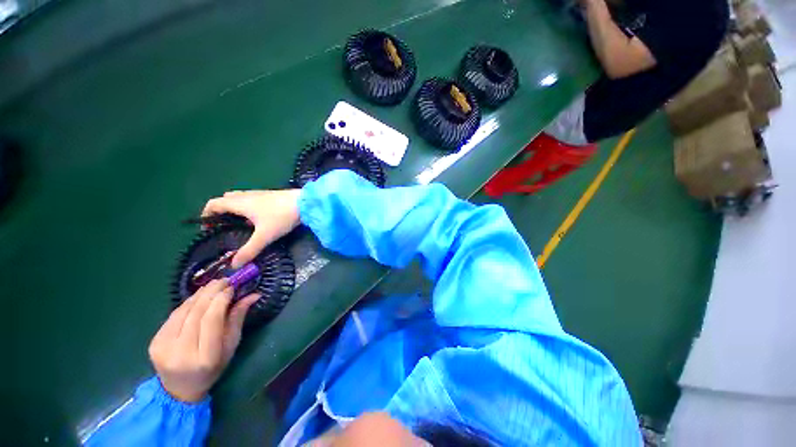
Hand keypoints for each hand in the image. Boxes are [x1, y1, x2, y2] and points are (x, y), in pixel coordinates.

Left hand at [148, 279, 258, 401]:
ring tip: (213, 285)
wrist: (179, 389)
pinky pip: (174, 315)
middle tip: (224, 280)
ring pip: (183, 311)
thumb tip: (253, 295)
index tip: (232, 287)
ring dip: (199, 295)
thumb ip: (238, 319)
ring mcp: (163, 347)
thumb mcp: (231, 346)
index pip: (211, 320)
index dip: (221, 299)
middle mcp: (181, 352)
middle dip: (211, 292)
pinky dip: (188, 303)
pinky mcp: (154, 342)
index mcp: (205, 357)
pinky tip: (198, 297)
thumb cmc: (213, 368)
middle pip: (196, 313)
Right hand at [202, 189, 301, 267]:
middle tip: (224, 228)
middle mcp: (247, 195)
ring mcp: (260, 193)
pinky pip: (252, 199)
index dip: (206, 214)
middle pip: (226, 200)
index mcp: (240, 203)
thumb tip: (233, 264)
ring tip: (240, 225)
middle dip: (221, 212)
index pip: (213, 204)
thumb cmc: (281, 217)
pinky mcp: (271, 195)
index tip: (207, 228)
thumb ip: (249, 250)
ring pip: (240, 199)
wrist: (305, 202)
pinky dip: (248, 207)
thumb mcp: (265, 236)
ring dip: (235, 209)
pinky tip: (259, 219)